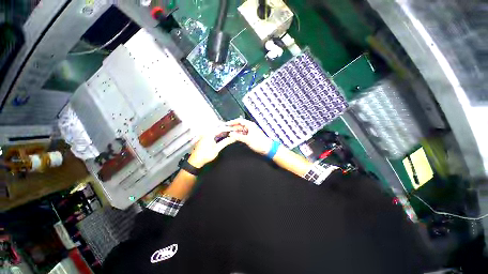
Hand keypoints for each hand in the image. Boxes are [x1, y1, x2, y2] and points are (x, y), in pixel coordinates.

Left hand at [188, 126, 236, 167]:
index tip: (235, 129)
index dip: (229, 128)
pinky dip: (220, 135)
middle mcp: (207, 132)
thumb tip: (233, 138)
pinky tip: (225, 136)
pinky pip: (215, 134)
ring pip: (217, 132)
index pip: (221, 128)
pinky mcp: (206, 138)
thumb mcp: (217, 148)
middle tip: (235, 131)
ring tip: (231, 133)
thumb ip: (226, 142)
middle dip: (227, 130)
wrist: (195, 161)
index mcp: (209, 133)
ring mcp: (206, 135)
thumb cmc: (205, 155)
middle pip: (219, 129)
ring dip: (224, 132)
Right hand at [226, 118, 272, 154]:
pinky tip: (235, 137)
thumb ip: (238, 136)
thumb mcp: (247, 139)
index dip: (232, 122)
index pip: (239, 121)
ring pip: (241, 130)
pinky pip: (243, 134)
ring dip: (235, 132)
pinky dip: (239, 135)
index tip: (227, 124)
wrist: (267, 148)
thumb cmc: (260, 143)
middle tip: (226, 130)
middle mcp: (250, 127)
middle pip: (239, 125)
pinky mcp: (251, 136)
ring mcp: (251, 131)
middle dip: (233, 127)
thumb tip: (231, 134)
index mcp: (250, 125)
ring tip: (229, 134)